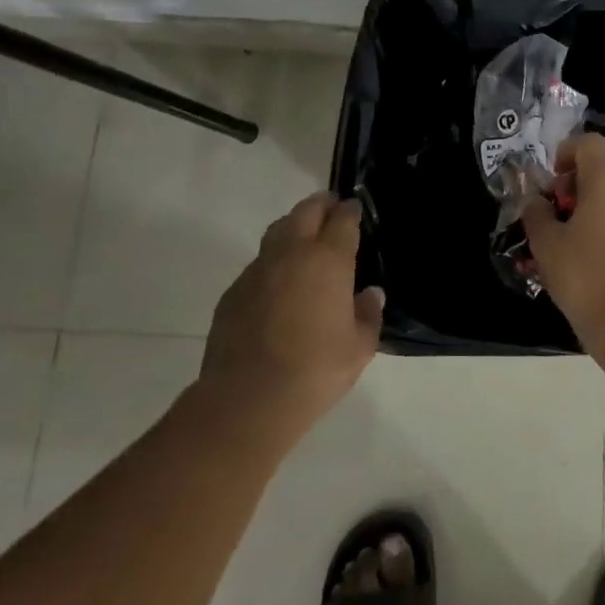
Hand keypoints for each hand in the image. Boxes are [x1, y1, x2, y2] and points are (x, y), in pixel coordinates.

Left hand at [200, 193, 383, 432]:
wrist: (248, 399)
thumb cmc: (315, 370)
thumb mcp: (359, 348)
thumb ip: (368, 315)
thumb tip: (370, 294)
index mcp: (327, 260)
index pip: (342, 220)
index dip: (350, 211)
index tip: (355, 208)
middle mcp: (291, 254)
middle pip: (306, 212)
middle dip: (320, 205)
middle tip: (330, 208)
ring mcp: (258, 270)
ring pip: (277, 231)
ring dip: (293, 226)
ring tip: (304, 237)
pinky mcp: (233, 291)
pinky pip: (258, 264)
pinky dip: (273, 262)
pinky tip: (278, 282)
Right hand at [521, 133, 604, 364]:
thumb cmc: (586, 278)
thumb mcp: (547, 246)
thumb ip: (536, 214)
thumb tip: (535, 201)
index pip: (589, 143)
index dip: (567, 153)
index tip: (554, 181)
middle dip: (582, 189)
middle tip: (563, 219)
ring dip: (604, 211)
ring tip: (585, 246)